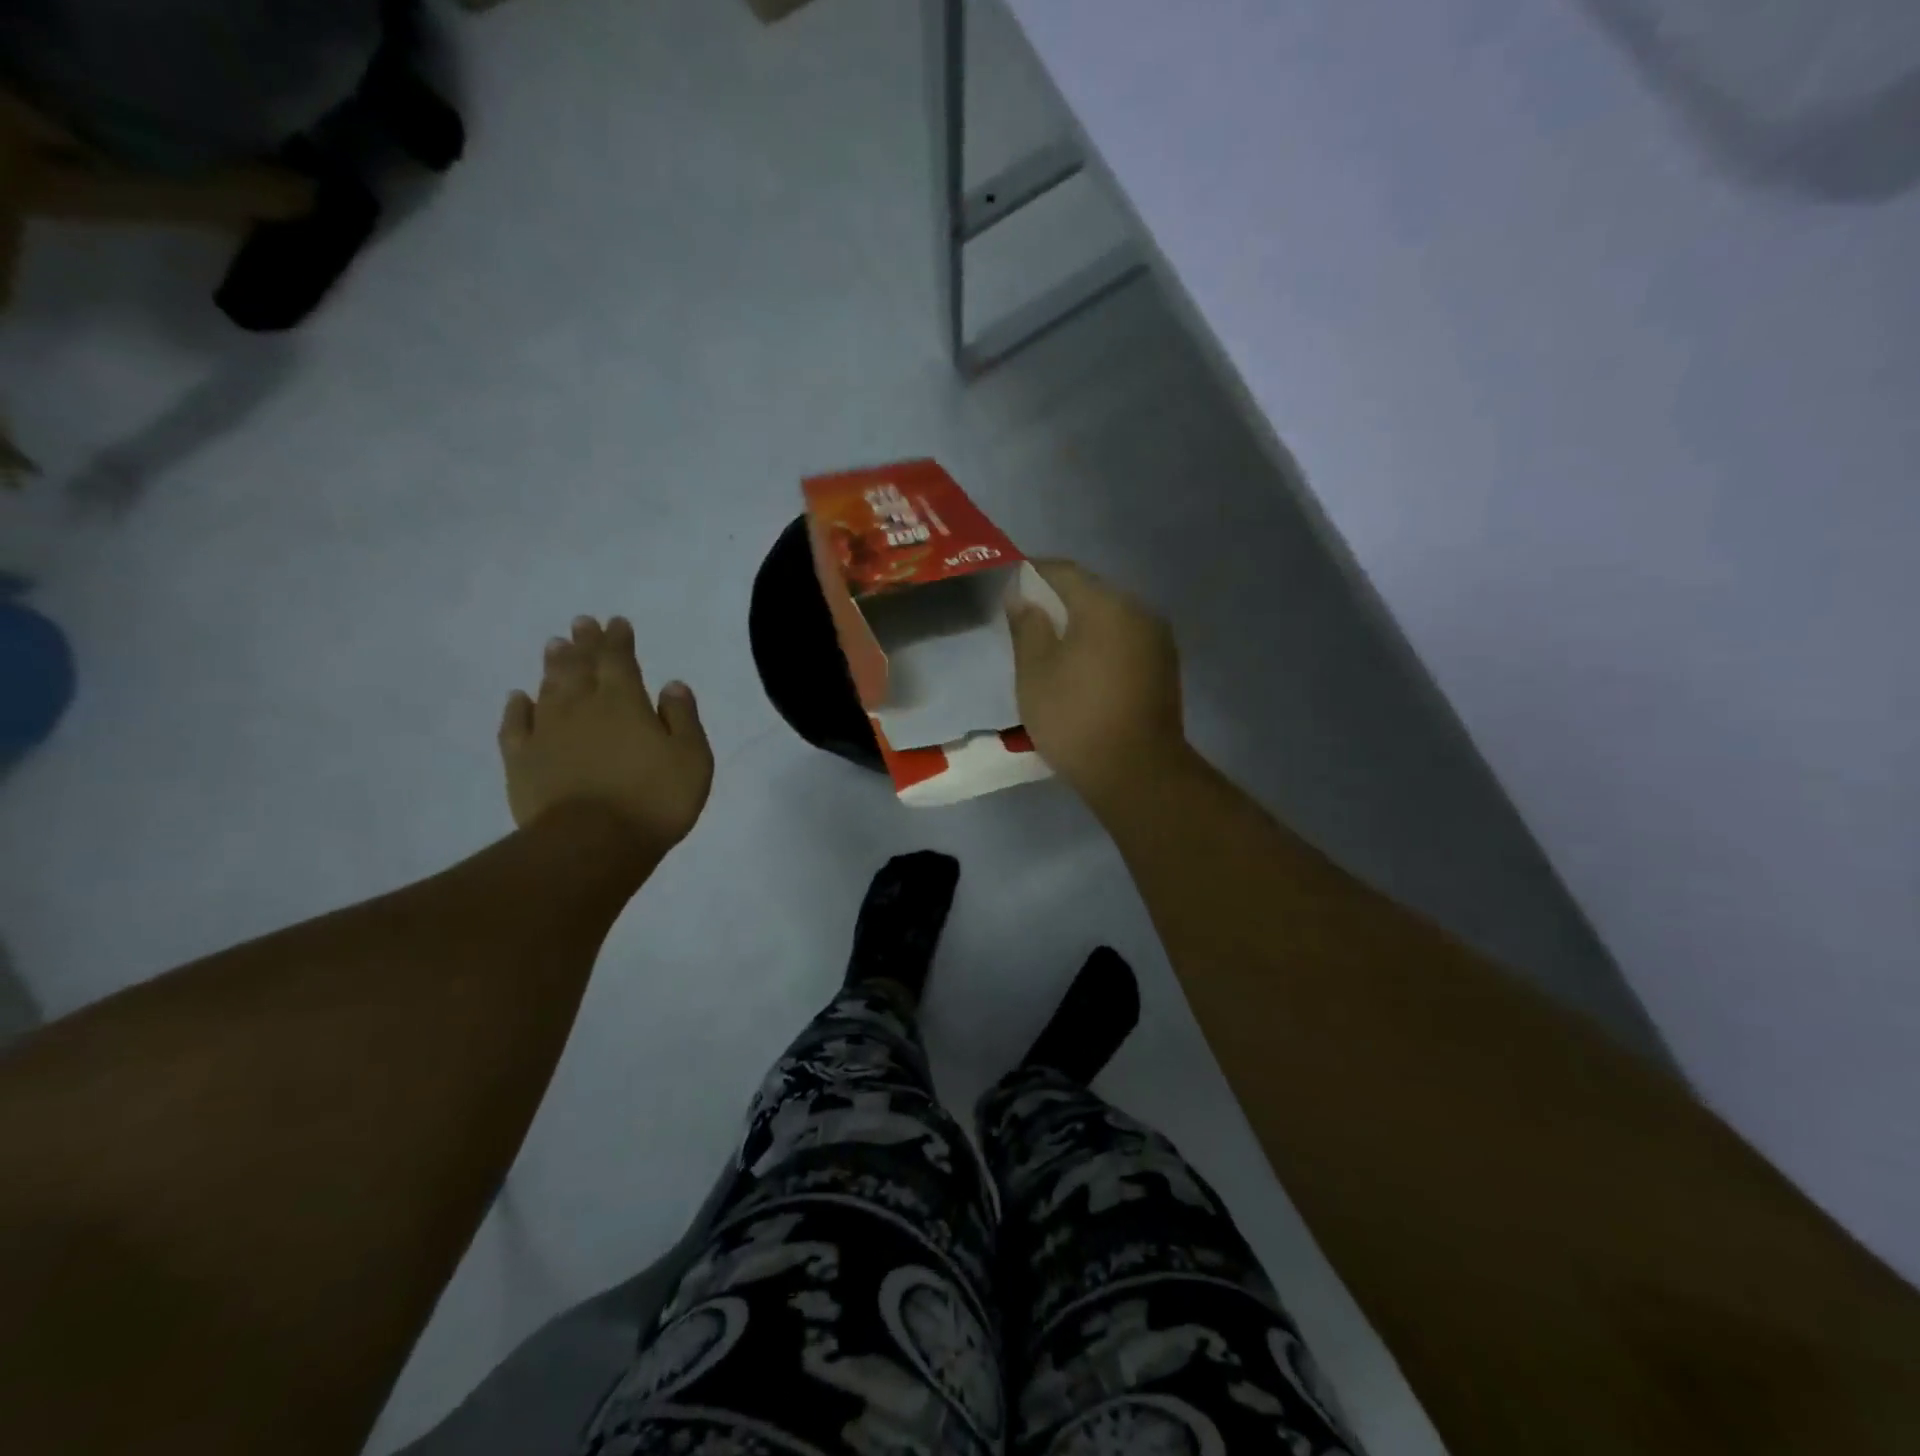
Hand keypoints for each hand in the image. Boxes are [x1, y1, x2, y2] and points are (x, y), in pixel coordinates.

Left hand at [498, 616, 713, 850]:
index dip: (618, 639)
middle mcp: (582, 707)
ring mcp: (547, 732)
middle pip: (581, 666)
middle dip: (584, 643)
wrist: (592, 844)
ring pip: (549, 688)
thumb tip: (671, 685)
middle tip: (581, 623)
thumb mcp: (692, 757)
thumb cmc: (654, 799)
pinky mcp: (522, 761)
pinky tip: (519, 697)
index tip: (616, 623)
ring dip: (553, 665)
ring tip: (554, 646)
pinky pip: (516, 725)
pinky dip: (517, 708)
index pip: (619, 659)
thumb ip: (682, 718)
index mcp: (624, 702)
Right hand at [1006, 560, 1189, 807]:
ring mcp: (1157, 640)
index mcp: (1106, 604)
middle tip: (1026, 619)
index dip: (1033, 573)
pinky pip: (1124, 642)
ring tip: (1051, 646)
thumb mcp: (1035, 671)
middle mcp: (1139, 611)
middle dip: (1057, 600)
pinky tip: (1081, 667)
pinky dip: (1100, 644)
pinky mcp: (1164, 668)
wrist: (1137, 772)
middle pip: (1091, 592)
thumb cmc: (1076, 717)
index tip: (1010, 584)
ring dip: (1081, 624)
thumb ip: (1027, 626)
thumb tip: (1023, 596)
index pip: (1064, 571)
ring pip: (1110, 618)